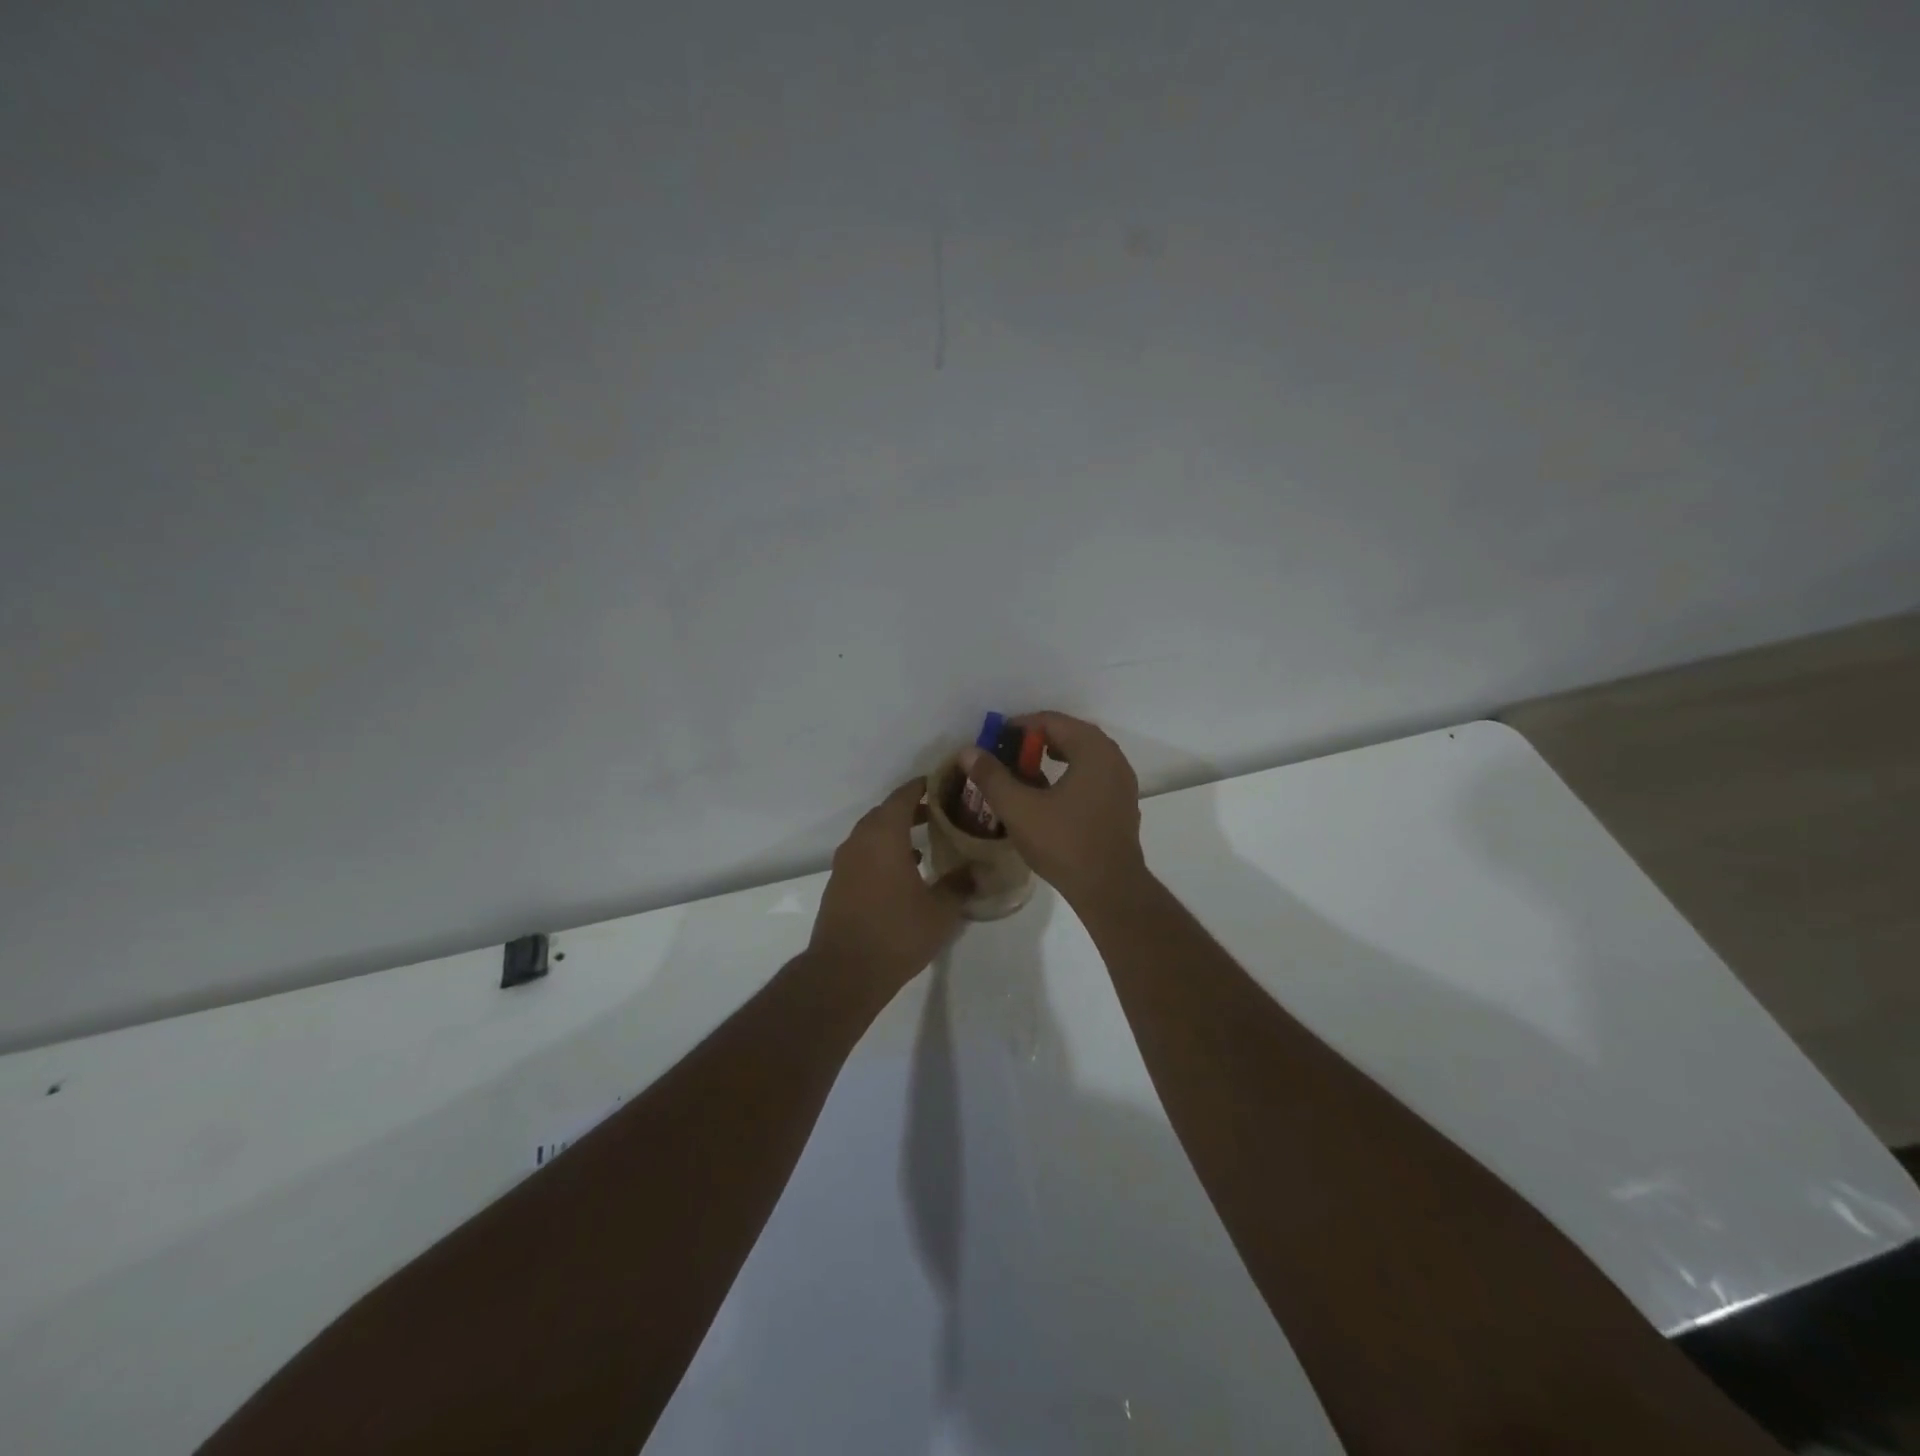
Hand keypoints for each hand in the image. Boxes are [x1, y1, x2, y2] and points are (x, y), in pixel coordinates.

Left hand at [809, 779, 972, 993]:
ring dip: (896, 832)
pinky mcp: (838, 884)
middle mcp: (860, 841)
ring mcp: (845, 863)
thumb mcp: (940, 910)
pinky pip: (864, 854)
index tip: (943, 785)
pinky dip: (883, 852)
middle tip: (941, 813)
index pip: (903, 796)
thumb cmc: (896, 934)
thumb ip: (960, 884)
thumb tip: (978, 869)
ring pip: (872, 834)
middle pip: (886, 812)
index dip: (922, 787)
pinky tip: (904, 872)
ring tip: (925, 841)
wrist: (844, 972)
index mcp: (884, 836)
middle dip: (911, 809)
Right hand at [957, 711, 1147, 909]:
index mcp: (1093, 749)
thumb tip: (968, 752)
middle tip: (1008, 755)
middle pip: (1070, 735)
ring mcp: (1122, 782)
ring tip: (1025, 773)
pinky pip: (1093, 775)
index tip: (995, 740)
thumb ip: (992, 776)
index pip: (1052, 721)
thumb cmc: (1064, 843)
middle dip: (1036, 742)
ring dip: (1054, 758)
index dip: (1019, 726)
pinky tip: (1049, 796)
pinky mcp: (1122, 804)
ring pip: (1083, 756)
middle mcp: (1113, 758)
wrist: (1109, 888)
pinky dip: (1070, 775)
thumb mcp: (1018, 808)